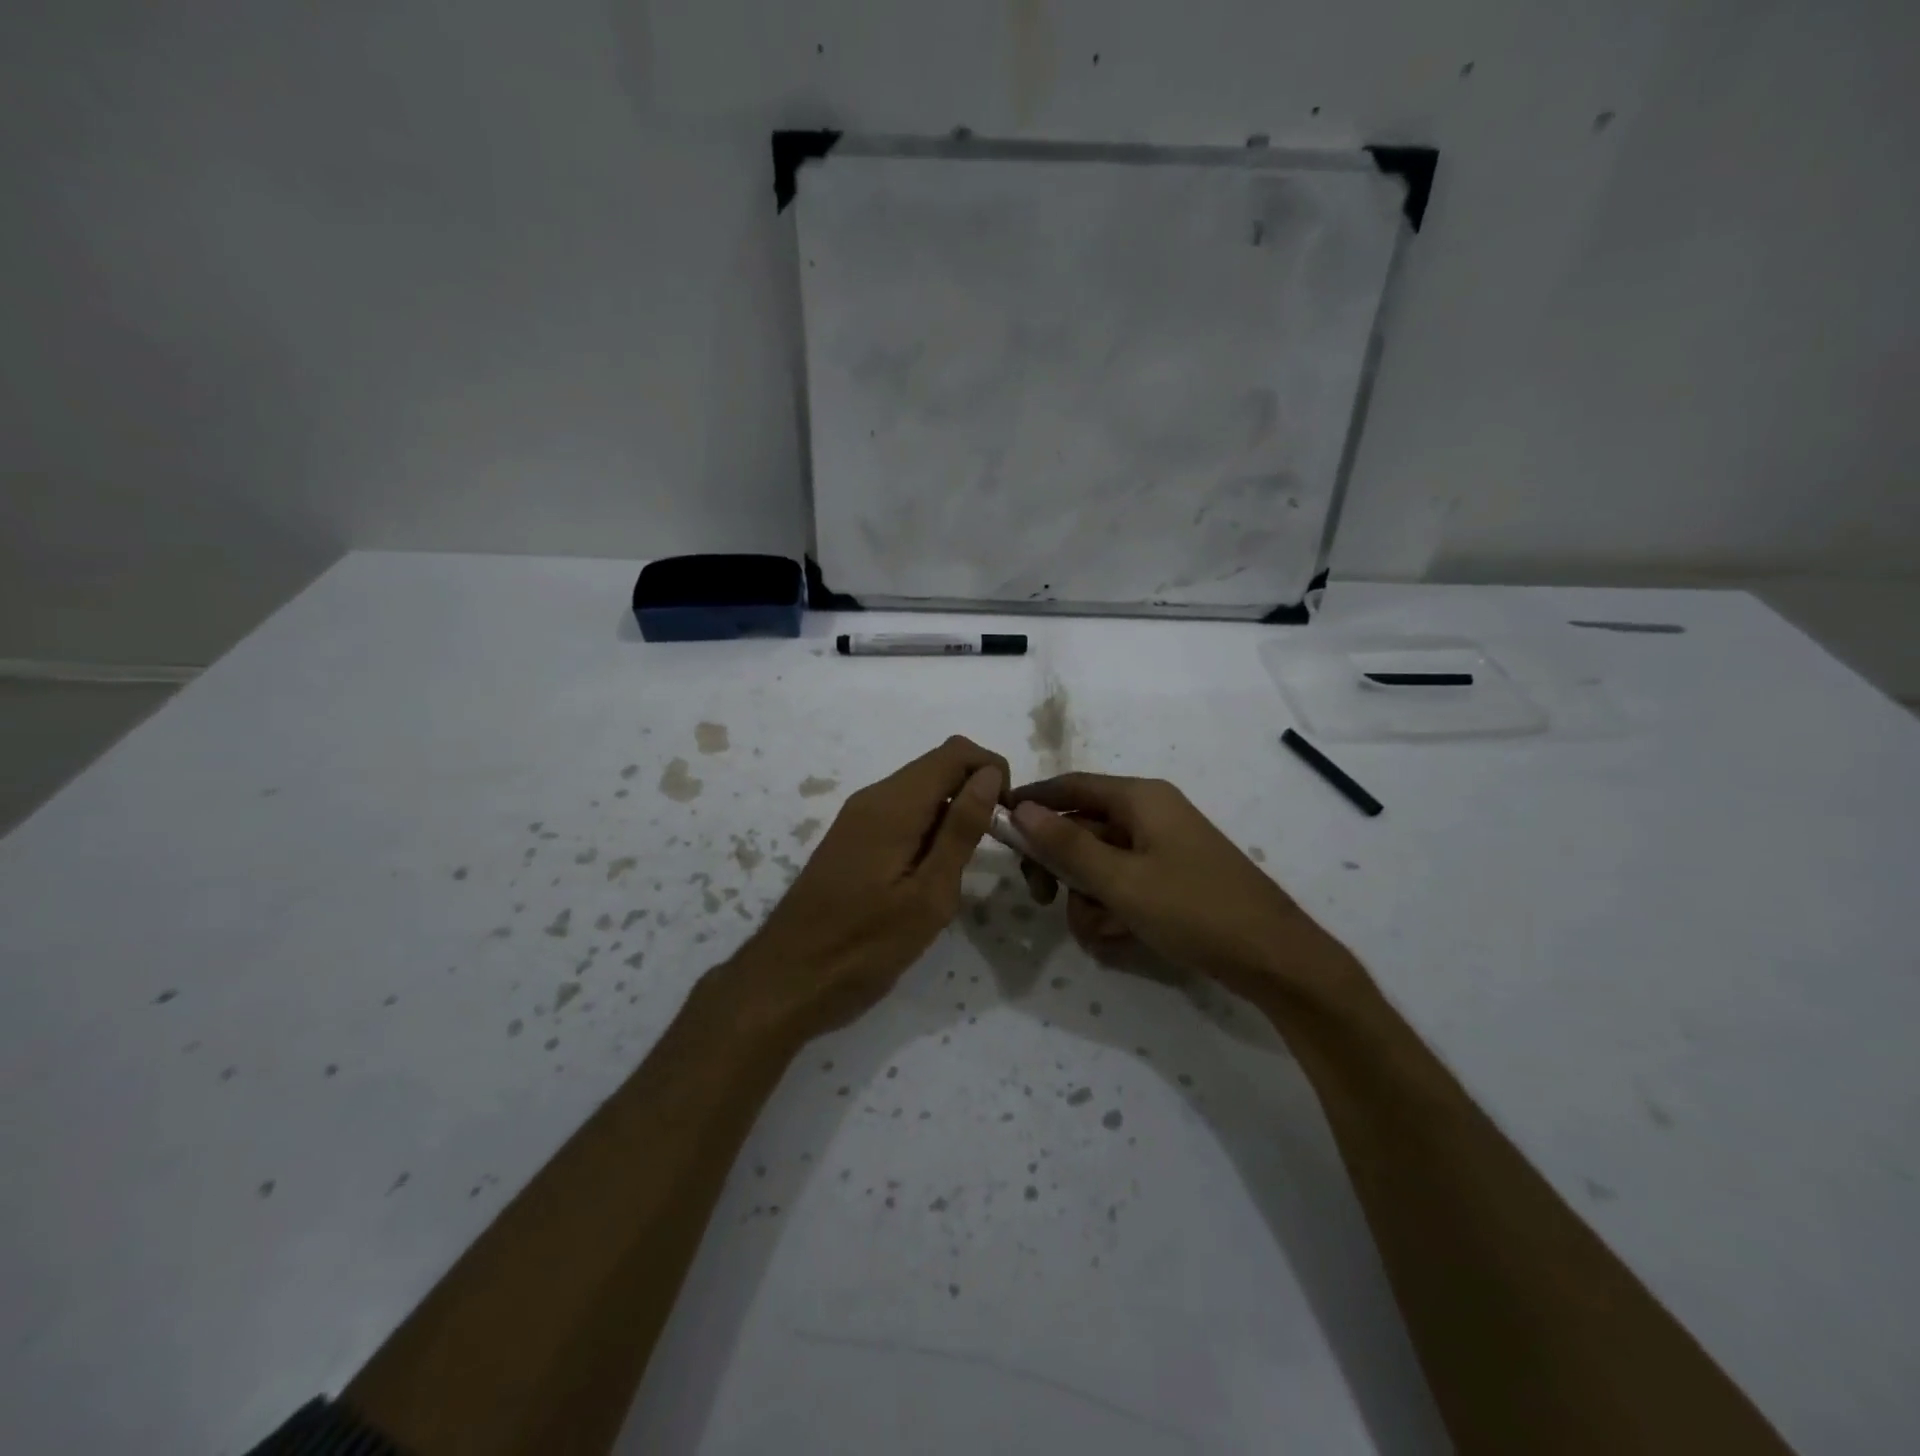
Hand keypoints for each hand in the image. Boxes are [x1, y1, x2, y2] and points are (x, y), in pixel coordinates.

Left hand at [722, 736, 1008, 1042]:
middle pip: (938, 766)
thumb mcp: (928, 895)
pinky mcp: (851, 839)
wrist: (786, 982)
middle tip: (993, 847)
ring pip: (920, 790)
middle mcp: (873, 798)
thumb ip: (961, 830)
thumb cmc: (864, 947)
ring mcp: (857, 818)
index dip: (992, 771)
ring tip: (963, 867)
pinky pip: (901, 812)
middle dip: (976, 791)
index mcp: (893, 805)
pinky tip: (931, 873)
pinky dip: (928, 827)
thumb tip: (990, 775)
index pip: (956, 752)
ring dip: (953, 811)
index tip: (1008, 817)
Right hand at [1008, 774, 1345, 997]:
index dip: (1033, 801)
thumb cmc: (1194, 909)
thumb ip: (1067, 845)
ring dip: (1088, 897)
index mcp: (1140, 798)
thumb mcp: (1121, 880)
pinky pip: (1123, 883)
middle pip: (1082, 827)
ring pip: (1099, 863)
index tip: (999, 824)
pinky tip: (1122, 937)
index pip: (1071, 786)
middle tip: (1043, 899)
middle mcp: (1150, 813)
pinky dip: (1113, 908)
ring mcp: (1162, 847)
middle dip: (1061, 866)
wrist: (1274, 958)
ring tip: (1102, 930)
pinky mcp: (1171, 878)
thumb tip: (1021, 809)